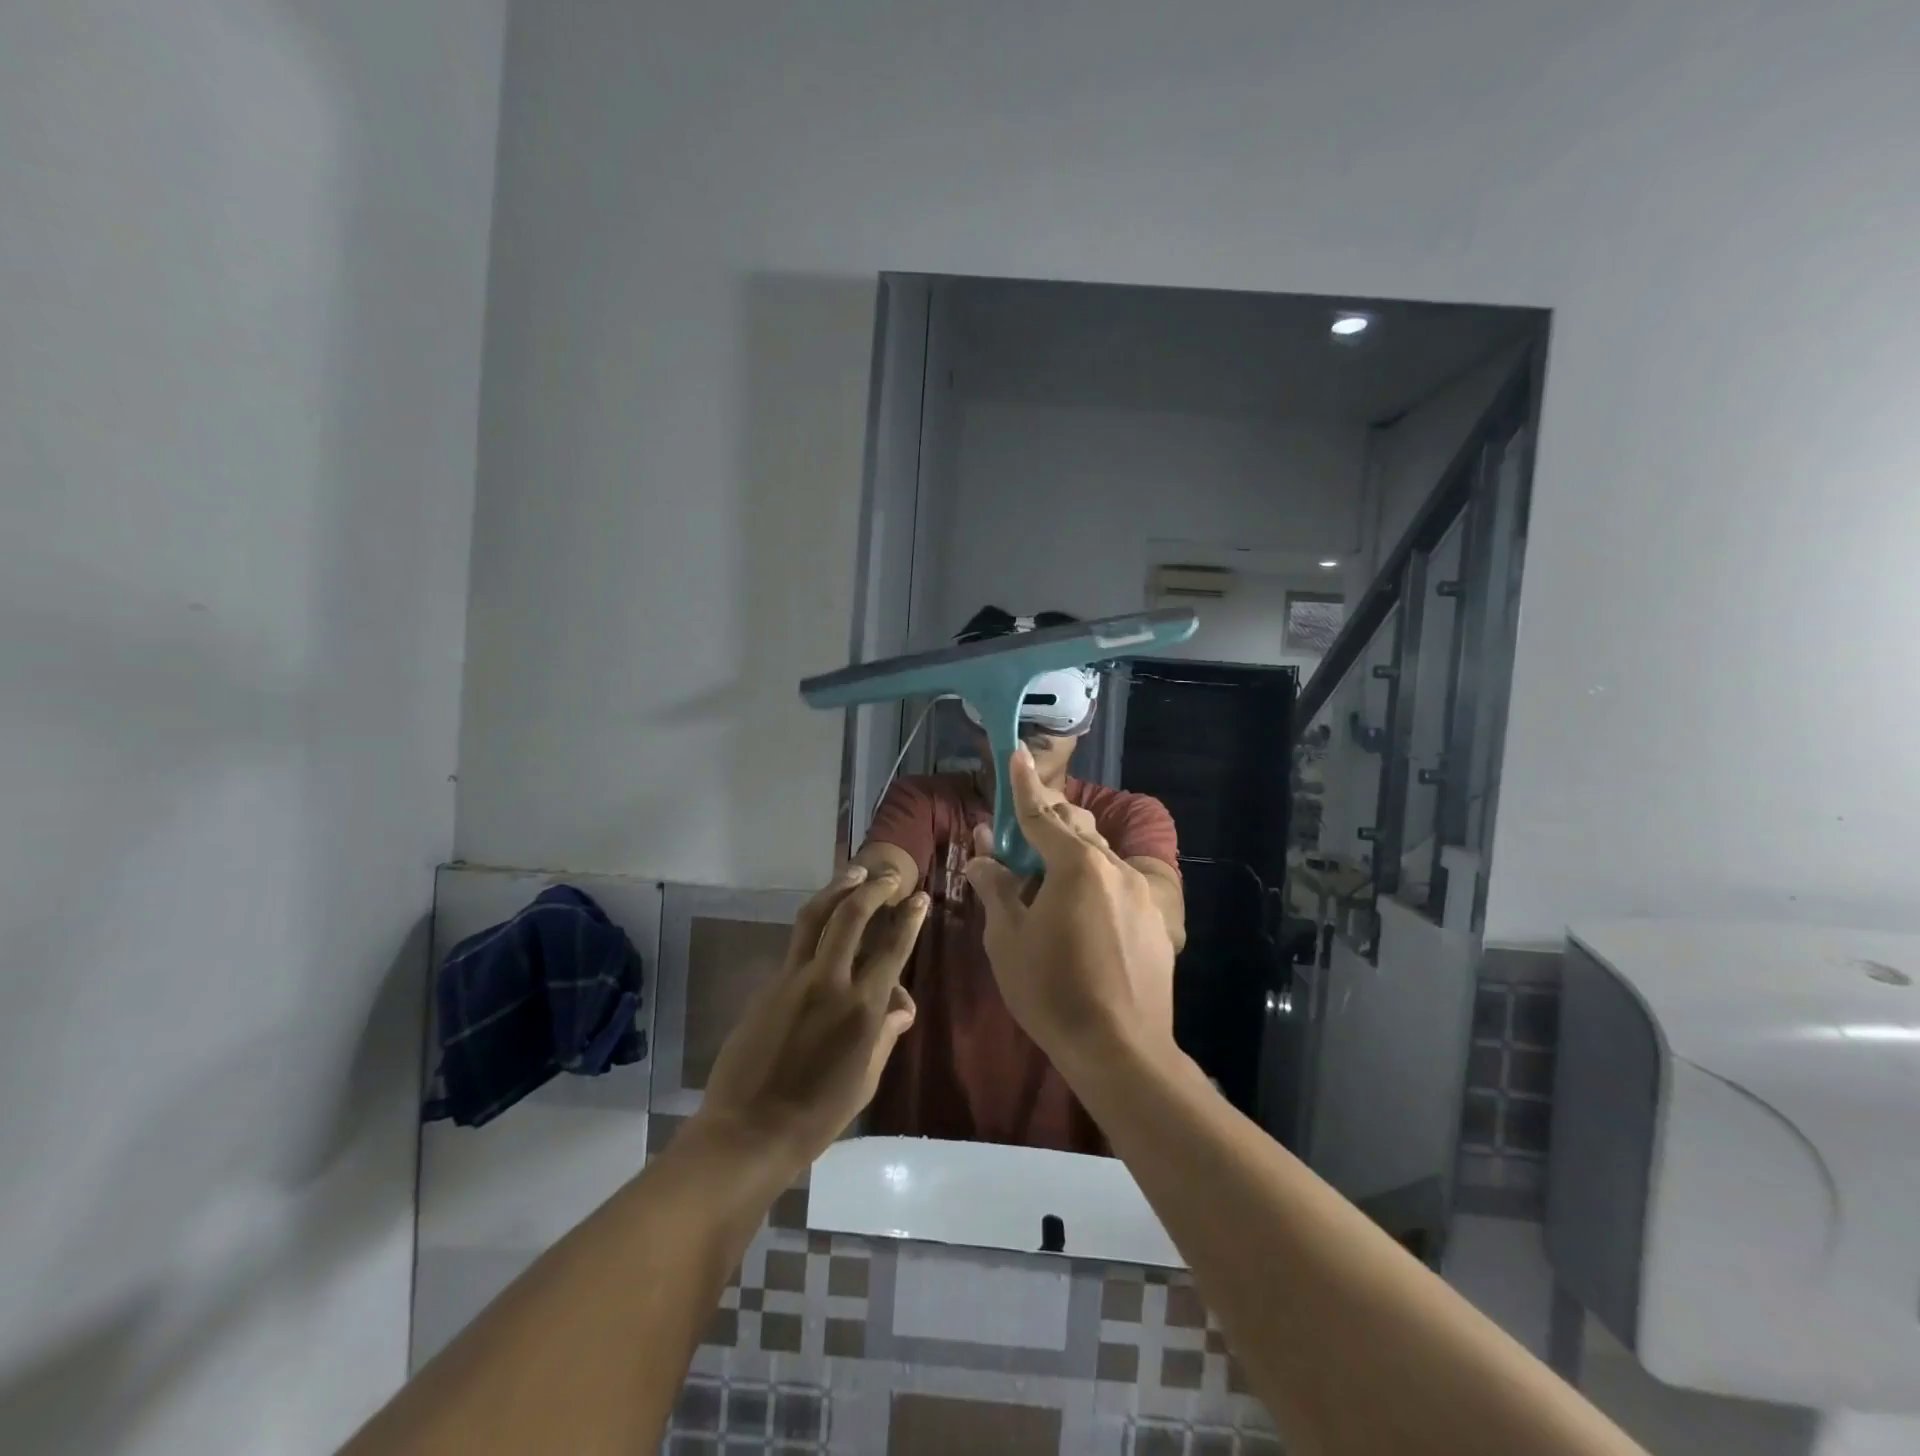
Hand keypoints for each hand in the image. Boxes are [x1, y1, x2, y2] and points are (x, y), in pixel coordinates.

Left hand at [695, 866, 924, 1174]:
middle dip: (874, 888)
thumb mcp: (866, 1081)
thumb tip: (901, 1007)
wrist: (748, 1131)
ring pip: (816, 916)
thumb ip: (885, 1035)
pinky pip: (797, 943)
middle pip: (852, 916)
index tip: (920, 898)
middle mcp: (829, 982)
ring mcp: (793, 979)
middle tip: (889, 875)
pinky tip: (824, 920)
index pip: (893, 949)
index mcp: (861, 1008)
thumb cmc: (817, 1116)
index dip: (909, 919)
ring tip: (855, 871)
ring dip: (838, 888)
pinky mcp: (768, 984)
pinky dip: (815, 923)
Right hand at [963, 746, 1175, 1068]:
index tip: (1017, 753)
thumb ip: (996, 889)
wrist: (1121, 1049)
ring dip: (1070, 855)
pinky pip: (1118, 885)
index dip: (1023, 785)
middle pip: (1075, 827)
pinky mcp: (1155, 920)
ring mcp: (1139, 893)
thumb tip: (981, 858)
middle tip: (1019, 843)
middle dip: (1046, 822)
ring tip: (1047, 886)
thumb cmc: (1052, 991)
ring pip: (1099, 855)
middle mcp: (1113, 867)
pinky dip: (1094, 885)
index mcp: (1075, 865)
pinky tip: (1082, 919)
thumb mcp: (1008, 939)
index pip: (1040, 814)